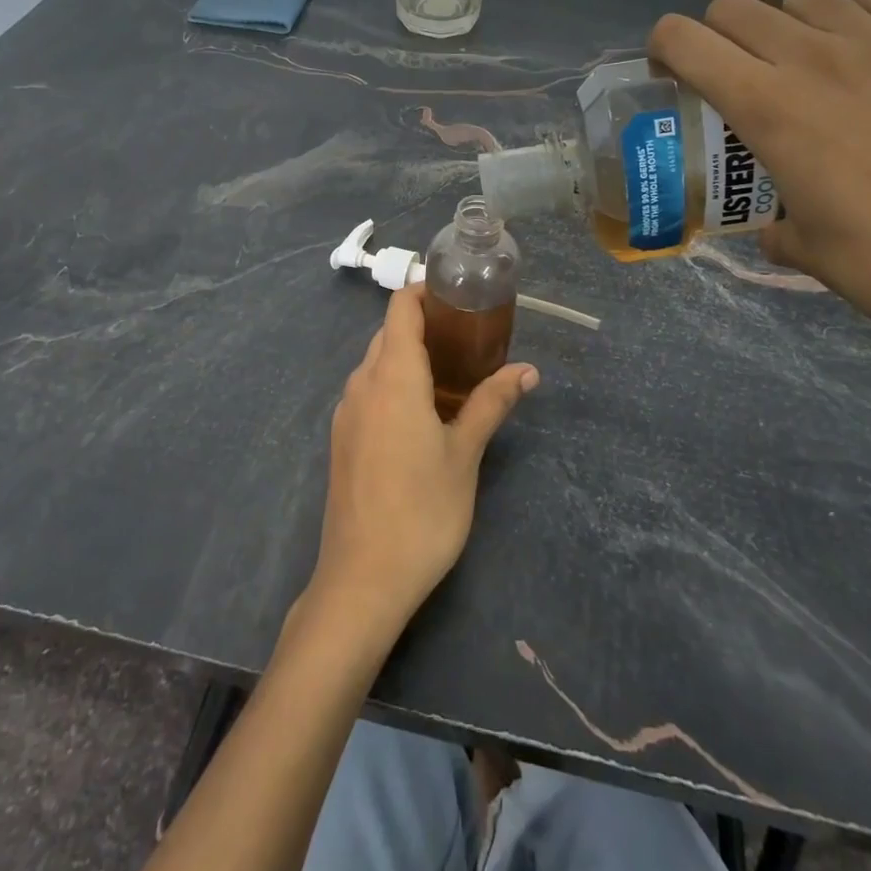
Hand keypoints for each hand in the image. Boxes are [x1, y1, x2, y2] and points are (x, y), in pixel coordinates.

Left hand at [305, 283, 536, 643]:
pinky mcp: (342, 438)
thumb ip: (491, 403)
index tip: (459, 296)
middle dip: (425, 326)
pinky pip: (368, 392)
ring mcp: (346, 412)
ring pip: (376, 364)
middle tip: (470, 338)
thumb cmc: (423, 511)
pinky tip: (421, 414)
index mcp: (392, 376)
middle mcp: (362, 384)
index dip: (424, 291)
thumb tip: (528, 370)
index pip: (400, 308)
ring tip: (452, 374)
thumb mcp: (465, 454)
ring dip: (409, 357)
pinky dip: (393, 384)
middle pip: (389, 334)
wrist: (362, 579)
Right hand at [649, 0, 870, 350]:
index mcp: (765, 107)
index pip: (683, 39)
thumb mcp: (800, 247)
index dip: (665, 51)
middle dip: (721, 40)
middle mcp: (813, 57)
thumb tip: (775, 222)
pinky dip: (860, 16)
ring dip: (790, 25)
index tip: (676, 78)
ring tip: (813, 65)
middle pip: (735, 10)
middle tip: (742, 78)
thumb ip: (770, 219)